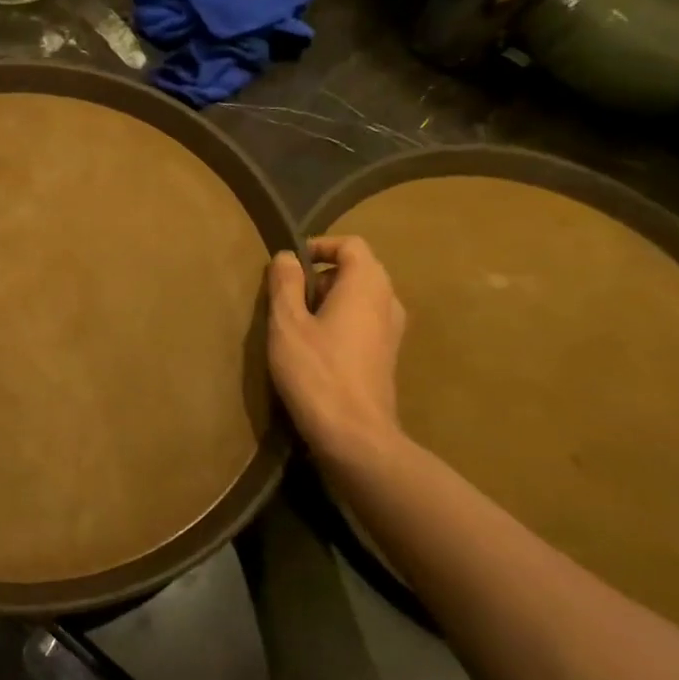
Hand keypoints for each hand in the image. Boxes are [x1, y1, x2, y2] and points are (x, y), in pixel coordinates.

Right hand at [266, 235, 406, 465]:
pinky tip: (315, 348)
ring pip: (360, 296)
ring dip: (329, 300)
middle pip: (358, 269)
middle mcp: (388, 301)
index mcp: (367, 285)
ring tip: (297, 323)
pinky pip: (364, 320)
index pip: (351, 245)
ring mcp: (393, 330)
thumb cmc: (317, 372)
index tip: (289, 265)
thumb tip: (286, 256)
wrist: (355, 434)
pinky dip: (340, 321)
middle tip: (287, 297)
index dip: (319, 246)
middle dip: (321, 275)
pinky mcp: (387, 355)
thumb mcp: (287, 324)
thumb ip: (285, 284)